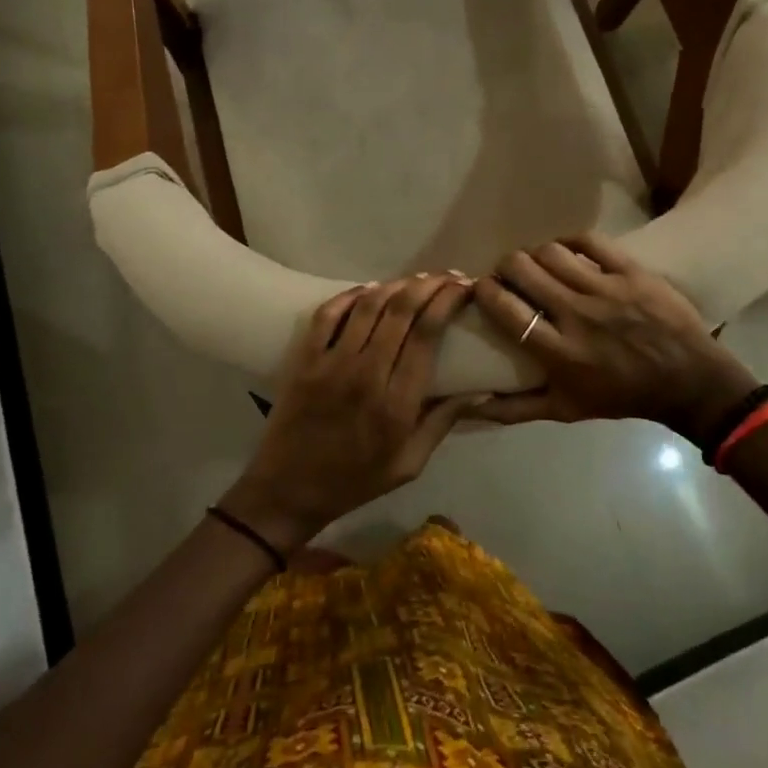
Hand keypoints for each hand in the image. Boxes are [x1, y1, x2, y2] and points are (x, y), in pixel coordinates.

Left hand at [220, 274, 482, 552]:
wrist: (287, 491)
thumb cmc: (355, 481)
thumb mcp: (409, 464)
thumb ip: (442, 423)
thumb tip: (480, 390)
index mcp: (397, 403)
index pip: (427, 334)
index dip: (448, 302)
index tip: (464, 289)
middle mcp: (366, 374)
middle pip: (402, 310)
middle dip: (430, 285)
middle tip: (448, 276)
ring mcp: (331, 363)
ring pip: (369, 305)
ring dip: (397, 284)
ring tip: (418, 279)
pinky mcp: (305, 359)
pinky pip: (328, 314)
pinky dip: (351, 294)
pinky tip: (370, 288)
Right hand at [472, 232, 759, 447]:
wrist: (689, 381)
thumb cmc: (622, 396)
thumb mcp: (565, 410)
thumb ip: (515, 408)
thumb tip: (470, 403)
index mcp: (558, 352)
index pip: (505, 309)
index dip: (485, 290)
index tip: (483, 288)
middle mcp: (577, 315)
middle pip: (522, 269)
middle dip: (506, 266)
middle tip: (510, 274)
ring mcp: (606, 290)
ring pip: (551, 251)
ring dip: (536, 254)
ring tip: (539, 263)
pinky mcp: (631, 271)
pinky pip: (589, 241)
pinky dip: (570, 240)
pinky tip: (566, 250)